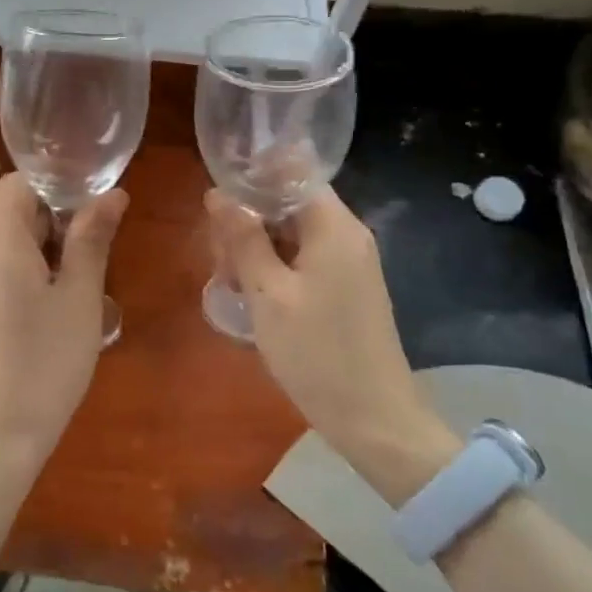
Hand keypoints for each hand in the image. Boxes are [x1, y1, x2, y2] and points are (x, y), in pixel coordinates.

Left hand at [0, 174, 127, 484]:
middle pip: (15, 215)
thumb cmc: (46, 363)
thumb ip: (92, 239)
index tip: (93, 208)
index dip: (57, 184)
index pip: (18, 183)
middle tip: (99, 254)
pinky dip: (32, 278)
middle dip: (59, 223)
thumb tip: (111, 194)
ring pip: (12, 248)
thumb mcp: (80, 298)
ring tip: (85, 290)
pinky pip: (2, 276)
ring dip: (50, 254)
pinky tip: (58, 317)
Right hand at [207, 186, 458, 497]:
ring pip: (291, 233)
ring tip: (230, 285)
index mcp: (334, 227)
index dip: (253, 175)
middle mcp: (346, 235)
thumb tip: (219, 193)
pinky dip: (274, 269)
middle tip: (220, 262)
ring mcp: (348, 263)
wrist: (374, 419)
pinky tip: (252, 297)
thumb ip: (243, 239)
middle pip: (288, 203)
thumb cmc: (316, 353)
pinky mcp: (344, 288)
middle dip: (247, 221)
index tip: (217, 200)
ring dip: (256, 249)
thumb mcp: (268, 293)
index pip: (293, 172)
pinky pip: (302, 260)